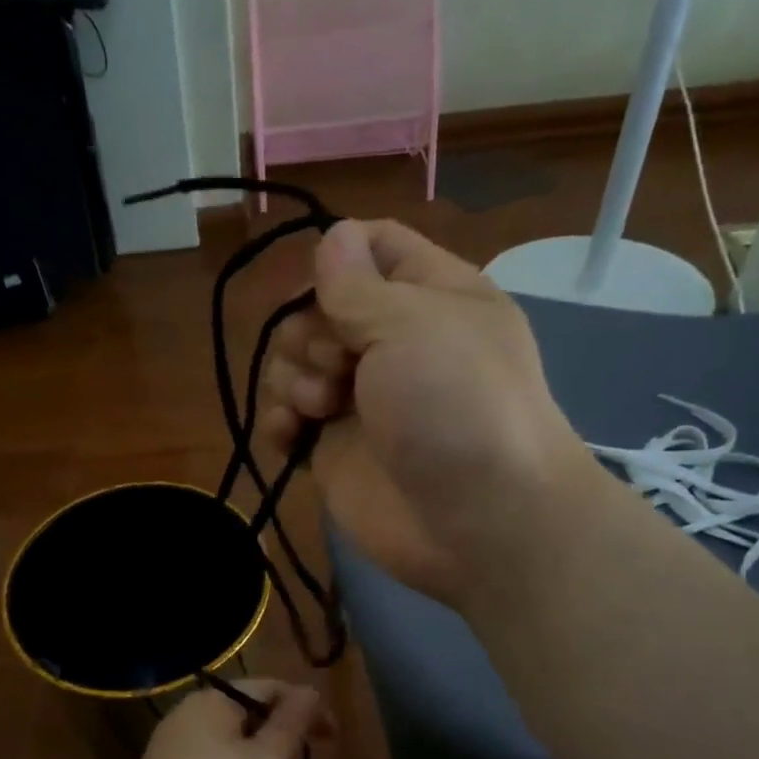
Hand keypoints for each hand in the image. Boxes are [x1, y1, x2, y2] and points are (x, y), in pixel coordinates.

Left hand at [93, 681, 324, 758]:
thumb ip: (291, 724)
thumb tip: (310, 691)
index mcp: (211, 702)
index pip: (270, 688)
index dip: (307, 709)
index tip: (335, 740)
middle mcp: (190, 717)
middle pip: (254, 719)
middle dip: (281, 749)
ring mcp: (177, 750)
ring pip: (239, 749)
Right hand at [259, 219, 593, 604]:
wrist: (478, 522)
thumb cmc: (455, 405)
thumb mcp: (411, 324)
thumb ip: (357, 283)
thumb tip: (331, 236)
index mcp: (428, 296)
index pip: (373, 246)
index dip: (336, 256)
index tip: (320, 288)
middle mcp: (391, 342)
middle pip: (317, 308)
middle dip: (309, 331)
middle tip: (338, 364)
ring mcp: (359, 398)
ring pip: (293, 363)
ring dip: (292, 379)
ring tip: (321, 408)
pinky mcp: (334, 448)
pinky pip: (287, 418)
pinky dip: (280, 422)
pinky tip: (291, 434)